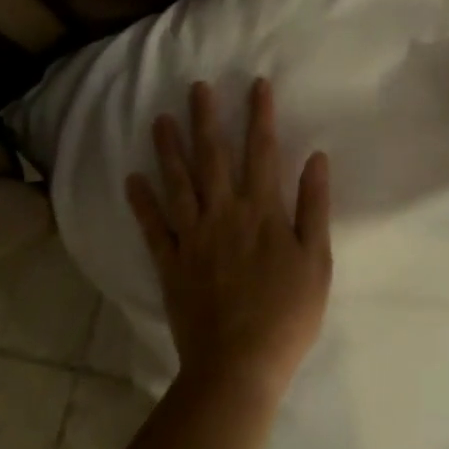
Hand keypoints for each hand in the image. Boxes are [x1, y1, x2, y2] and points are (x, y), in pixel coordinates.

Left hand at [126, 79, 332, 403]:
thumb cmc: (288, 313)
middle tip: (196, 87)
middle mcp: (223, 213)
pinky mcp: (171, 263)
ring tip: (160, 119)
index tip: (256, 84)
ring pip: (178, 183)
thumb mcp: (316, 260)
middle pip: (213, 156)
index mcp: (261, 210)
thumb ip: (314, 206)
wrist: (239, 365)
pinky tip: (132, 179)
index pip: (261, 151)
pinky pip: (152, 227)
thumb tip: (317, 158)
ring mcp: (192, 236)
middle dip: (206, 118)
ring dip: (169, 148)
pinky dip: (141, 202)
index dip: (259, 115)